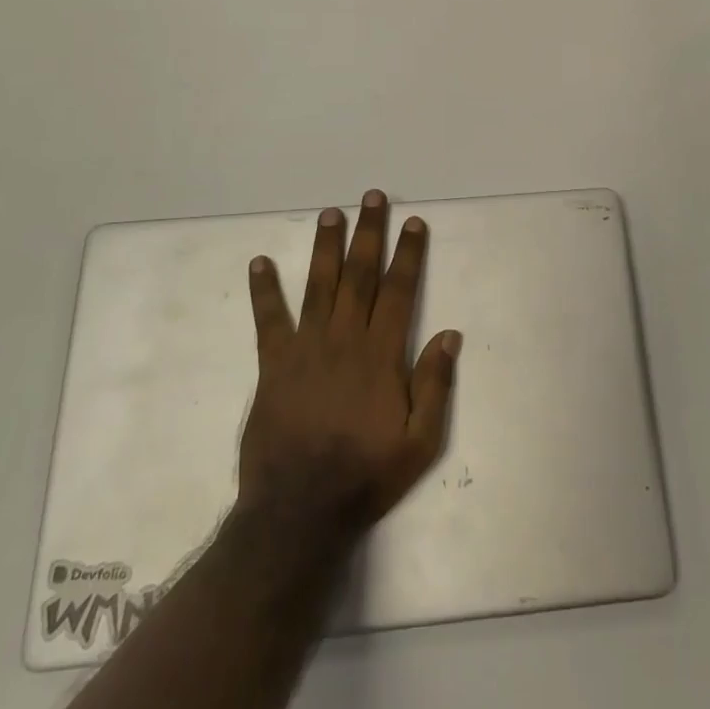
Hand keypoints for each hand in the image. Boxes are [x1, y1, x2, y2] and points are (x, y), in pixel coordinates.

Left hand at [240, 190, 461, 535]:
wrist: (299, 510)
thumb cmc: (366, 475)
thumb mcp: (420, 442)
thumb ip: (435, 385)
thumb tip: (450, 334)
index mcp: (381, 354)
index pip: (399, 291)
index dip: (408, 254)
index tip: (413, 223)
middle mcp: (344, 339)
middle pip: (360, 275)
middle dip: (368, 233)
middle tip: (372, 198)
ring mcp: (306, 348)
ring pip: (319, 285)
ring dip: (326, 247)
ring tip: (330, 213)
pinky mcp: (274, 365)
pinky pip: (269, 320)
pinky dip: (264, 290)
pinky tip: (260, 263)